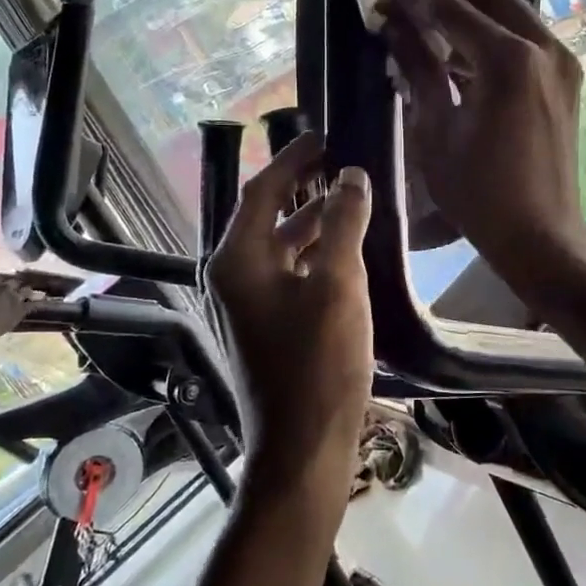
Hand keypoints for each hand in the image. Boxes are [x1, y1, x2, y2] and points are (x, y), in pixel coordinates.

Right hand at [0, 272, 43, 342]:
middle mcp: (5, 285)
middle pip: (13, 282)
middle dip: (12, 285)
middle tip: (11, 290)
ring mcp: (15, 297)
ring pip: (26, 290)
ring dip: (26, 292)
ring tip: (28, 293)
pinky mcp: (21, 309)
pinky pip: (34, 304)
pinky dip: (39, 302)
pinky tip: (44, 301)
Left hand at [208, 132, 373, 483]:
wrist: (302, 447)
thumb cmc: (318, 362)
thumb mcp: (337, 283)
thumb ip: (342, 223)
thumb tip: (351, 176)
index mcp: (237, 260)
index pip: (262, 191)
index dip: (293, 160)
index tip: (324, 138)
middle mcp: (232, 277)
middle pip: (269, 217)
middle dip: (305, 189)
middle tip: (344, 167)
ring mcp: (247, 306)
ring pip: (281, 247)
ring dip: (313, 223)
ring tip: (353, 202)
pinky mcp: (265, 328)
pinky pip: (288, 274)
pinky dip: (314, 256)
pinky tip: (347, 254)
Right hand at [378, 0, 585, 279]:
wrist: (539, 235)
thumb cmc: (478, 192)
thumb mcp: (435, 130)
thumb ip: (418, 69)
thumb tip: (396, 30)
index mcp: (510, 60)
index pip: (453, 11)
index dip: (413, 5)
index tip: (381, 7)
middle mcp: (544, 48)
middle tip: (410, 15)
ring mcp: (562, 62)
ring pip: (512, 13)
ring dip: (471, 17)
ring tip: (430, 38)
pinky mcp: (567, 80)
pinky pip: (527, 39)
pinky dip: (494, 38)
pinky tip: (462, 62)